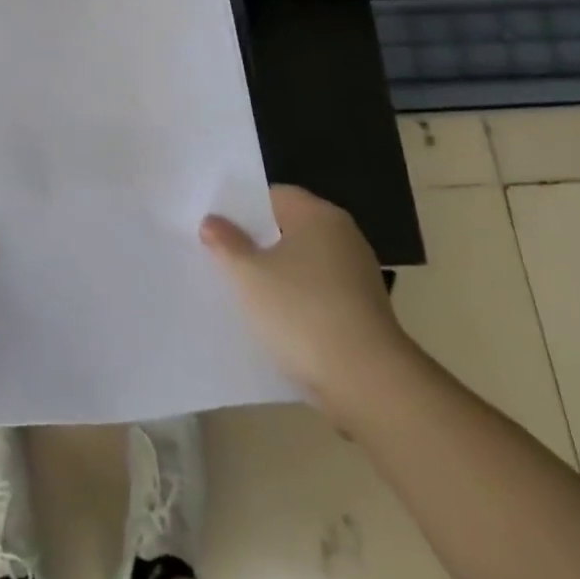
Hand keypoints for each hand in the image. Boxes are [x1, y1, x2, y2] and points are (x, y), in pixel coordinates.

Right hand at [201, 185, 411, 409]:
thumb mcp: (249, 275)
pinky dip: (297, 301)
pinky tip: (274, 322)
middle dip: (257, 243)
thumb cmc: (302, 312)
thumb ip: (227, 243)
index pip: (273, 196)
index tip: (216, 226)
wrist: (367, 382)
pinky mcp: (363, 311)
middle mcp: (343, 236)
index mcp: (318, 215)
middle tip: (220, 257)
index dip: (242, 208)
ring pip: (304, 264)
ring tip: (241, 292)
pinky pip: (319, 294)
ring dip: (277, 275)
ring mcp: (357, 275)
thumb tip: (212, 221)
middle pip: (289, 229)